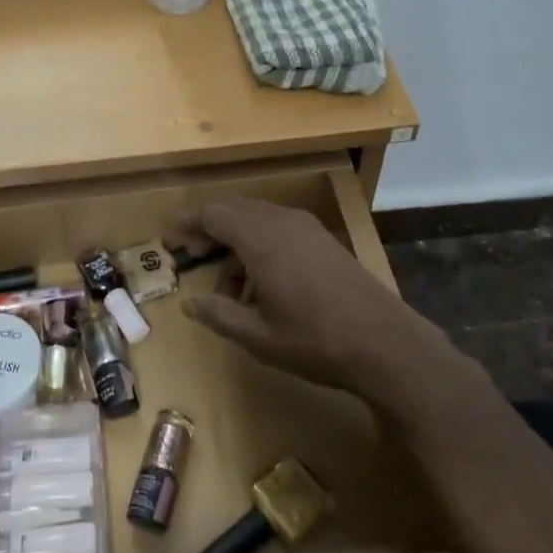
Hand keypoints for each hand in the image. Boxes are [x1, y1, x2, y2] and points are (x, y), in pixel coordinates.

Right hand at [167, 198, 454, 408]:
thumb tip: (188, 302)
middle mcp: (281, 221)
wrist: (384, 342)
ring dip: (236, 240)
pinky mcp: (323, 238)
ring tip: (228, 287)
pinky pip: (279, 227)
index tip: (169, 236)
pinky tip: (262, 283)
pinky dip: (260, 244)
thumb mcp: (258, 336)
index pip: (212, 213)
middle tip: (192, 255)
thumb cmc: (314, 340)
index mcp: (260, 238)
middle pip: (234, 210)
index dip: (187, 221)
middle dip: (209, 228)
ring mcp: (306, 227)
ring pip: (257, 218)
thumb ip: (218, 314)